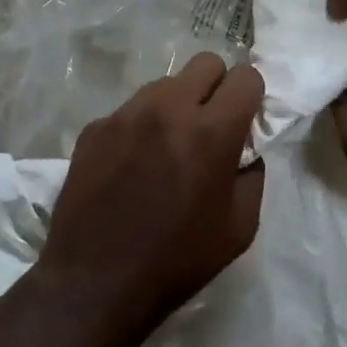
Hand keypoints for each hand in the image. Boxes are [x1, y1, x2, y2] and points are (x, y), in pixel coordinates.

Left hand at [30, 53, 266, 346]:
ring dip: (177, 104)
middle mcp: (167, 110)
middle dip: (217, 88)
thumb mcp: (240, 228)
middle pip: (205, 63)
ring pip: (164, 84)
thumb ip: (252, 175)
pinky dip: (140, 126)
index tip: (245, 120)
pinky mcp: (94, 128)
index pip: (245, 76)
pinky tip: (132, 165)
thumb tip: (245, 149)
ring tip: (168, 147)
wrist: (95, 283)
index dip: (251, 96)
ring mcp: (124, 115)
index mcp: (210, 132)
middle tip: (210, 125)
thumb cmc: (177, 261)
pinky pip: (129, 110)